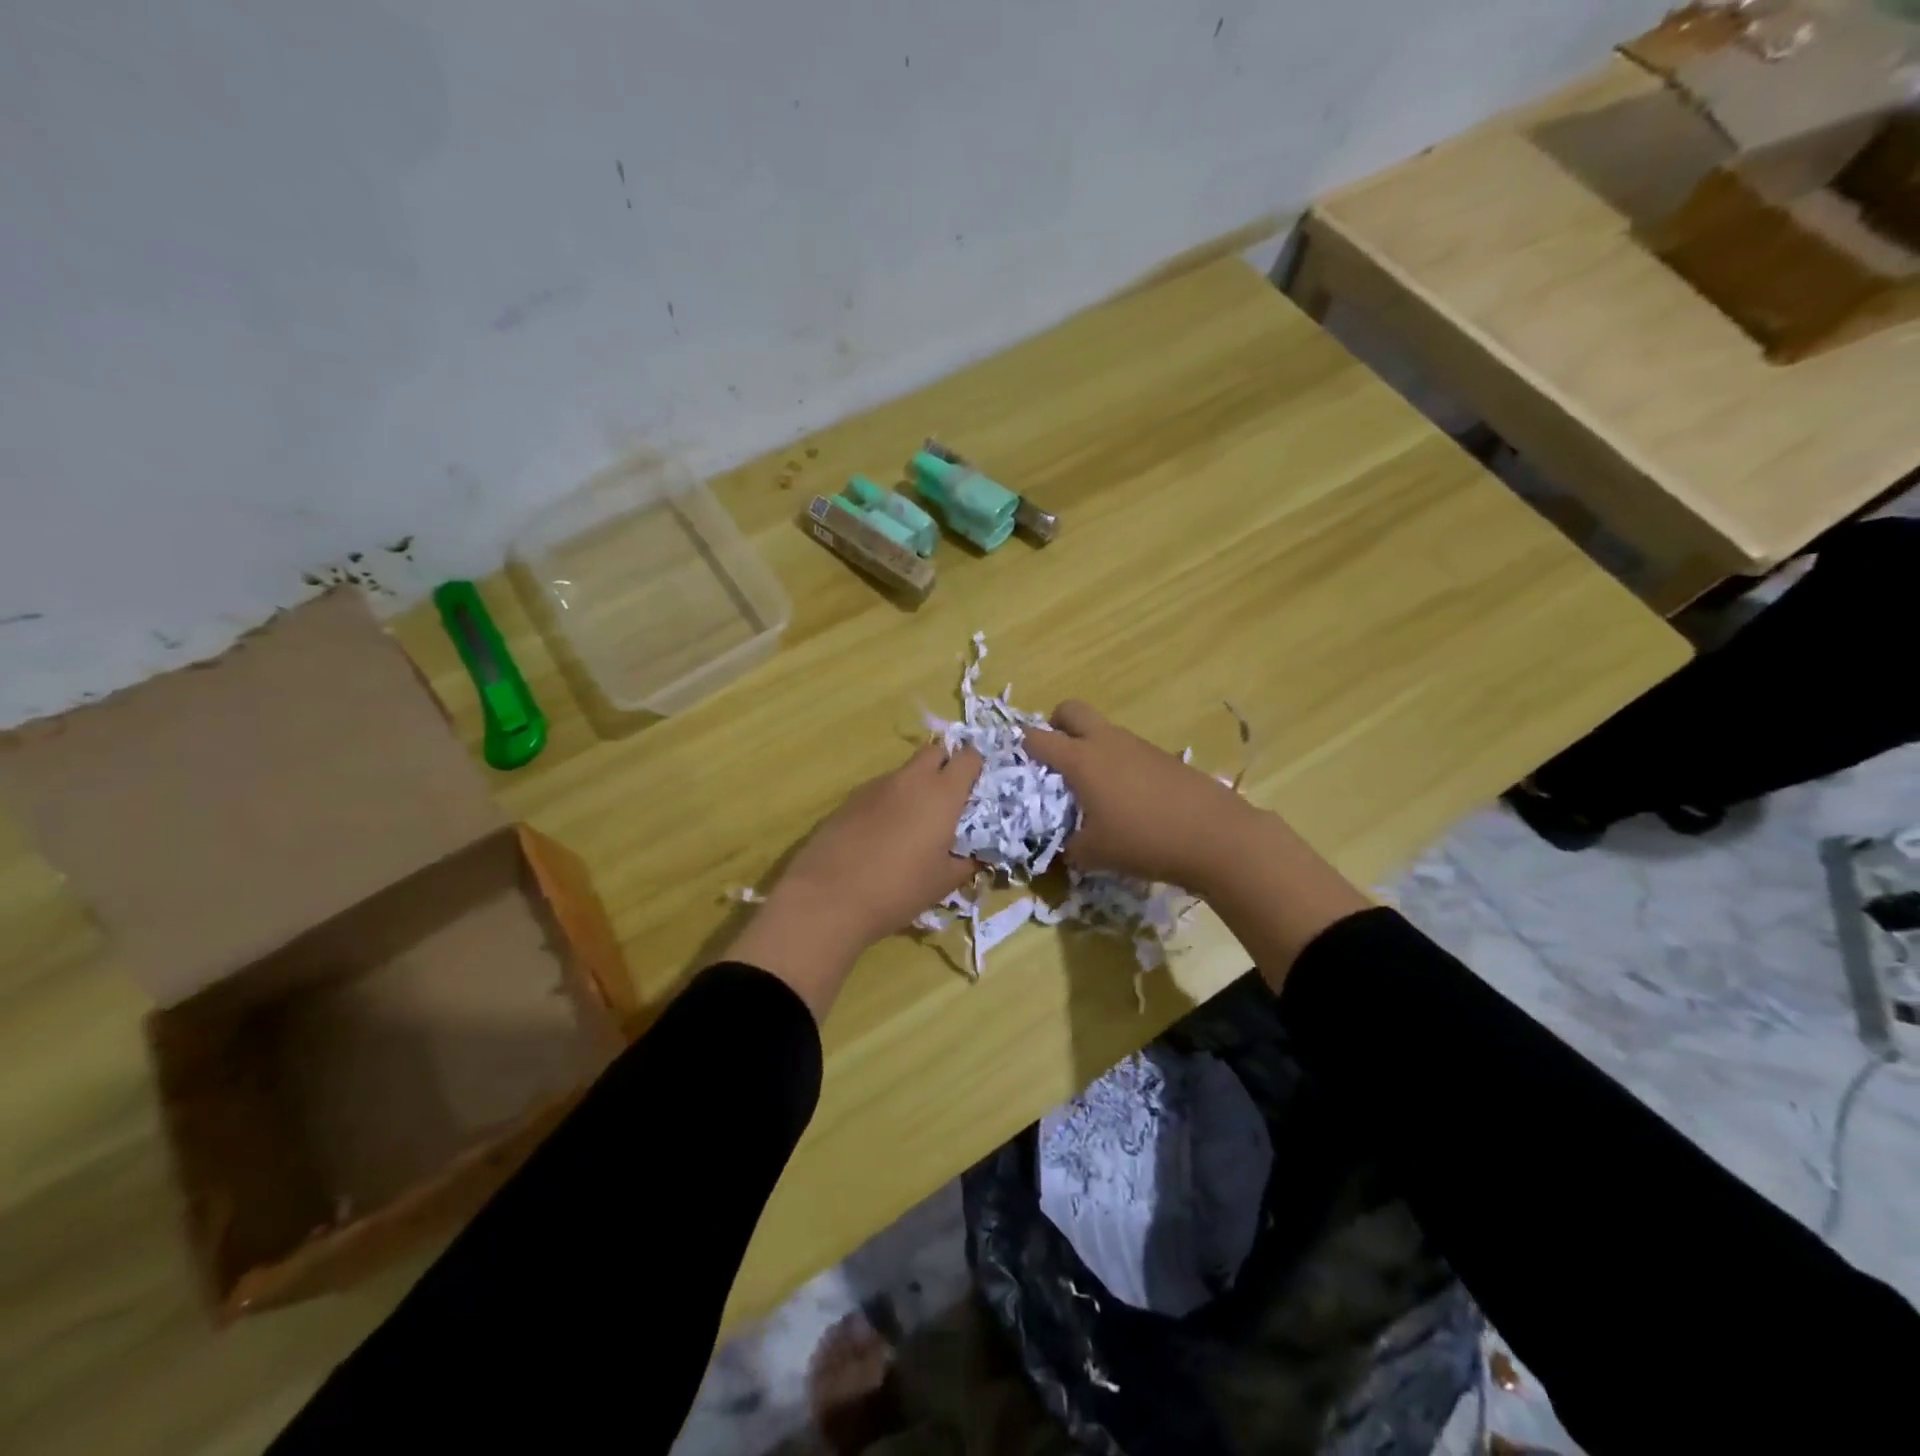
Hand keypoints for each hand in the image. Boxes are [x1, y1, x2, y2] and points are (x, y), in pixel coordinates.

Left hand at [725, 744, 984, 1017]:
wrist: (828, 897)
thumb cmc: (898, 889)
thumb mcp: (944, 882)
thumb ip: (969, 862)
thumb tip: (981, 854)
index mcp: (942, 793)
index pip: (968, 757)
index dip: (977, 765)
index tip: (979, 785)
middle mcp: (911, 779)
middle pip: (935, 751)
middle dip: (946, 764)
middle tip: (950, 796)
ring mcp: (877, 785)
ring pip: (906, 771)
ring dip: (917, 784)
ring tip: (916, 820)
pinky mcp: (851, 798)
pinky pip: (881, 788)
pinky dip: (891, 800)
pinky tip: (884, 832)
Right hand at [1027, 701, 1368, 985]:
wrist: (1215, 835)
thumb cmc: (1143, 840)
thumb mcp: (1094, 854)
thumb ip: (1069, 848)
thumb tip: (1063, 847)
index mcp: (1081, 759)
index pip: (1038, 738)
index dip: (1021, 746)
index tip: (1016, 762)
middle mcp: (1106, 742)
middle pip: (1071, 709)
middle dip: (1056, 725)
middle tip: (1054, 758)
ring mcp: (1137, 745)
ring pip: (1102, 730)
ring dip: (1089, 747)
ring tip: (1091, 789)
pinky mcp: (1162, 757)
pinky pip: (1126, 749)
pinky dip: (1116, 763)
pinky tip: (1126, 799)